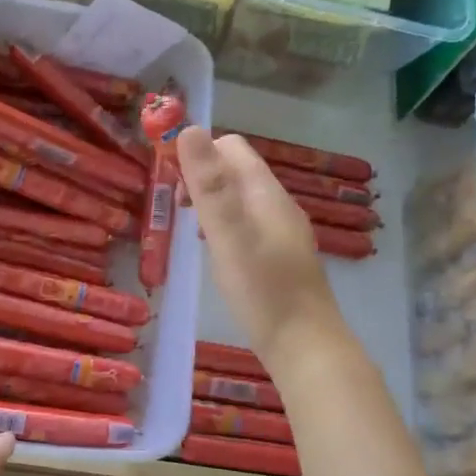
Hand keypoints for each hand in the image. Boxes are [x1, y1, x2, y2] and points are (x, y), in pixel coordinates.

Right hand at [177, 126, 343, 366]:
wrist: (305, 346)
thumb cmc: (263, 290)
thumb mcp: (228, 234)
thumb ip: (208, 185)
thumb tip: (189, 129)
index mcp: (266, 193)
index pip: (231, 147)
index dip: (198, 153)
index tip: (170, 181)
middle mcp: (277, 205)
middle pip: (235, 171)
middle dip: (201, 179)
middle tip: (176, 210)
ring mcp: (281, 232)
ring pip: (240, 200)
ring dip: (211, 204)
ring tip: (190, 231)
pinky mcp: (279, 257)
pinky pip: (247, 225)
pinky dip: (224, 227)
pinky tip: (216, 253)